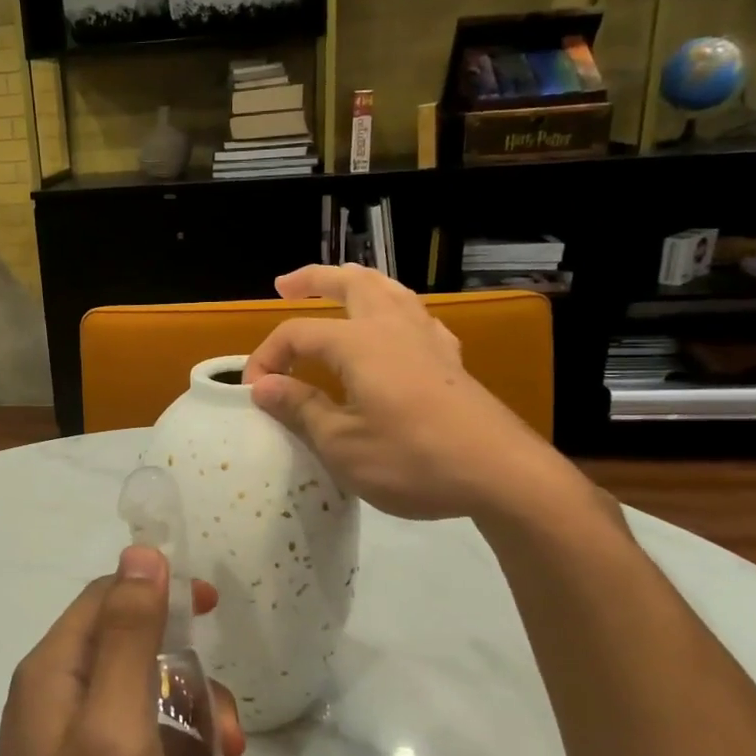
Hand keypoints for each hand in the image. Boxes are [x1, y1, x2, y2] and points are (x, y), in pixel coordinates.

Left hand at [0, 547, 254, 755]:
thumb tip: (141, 551)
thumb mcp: (116, 725)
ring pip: (152, 722)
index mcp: (56, 671)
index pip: (111, 598)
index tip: (215, 610)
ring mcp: (70, 754)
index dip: (162, 594)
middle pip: (141, 664)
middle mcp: (58, 702)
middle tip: (237, 743)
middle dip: (198, 698)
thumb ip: (128, 636)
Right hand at [243, 264, 589, 523]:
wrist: (502, 475)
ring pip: (390, 291)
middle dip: (315, 280)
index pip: (297, 333)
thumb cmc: (412, 459)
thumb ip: (300, 409)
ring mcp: (428, 341)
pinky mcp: (451, 361)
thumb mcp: (342, 444)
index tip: (253, 392)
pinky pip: (417, 317)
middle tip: (286, 284)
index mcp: (359, 344)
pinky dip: (395, 309)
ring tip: (340, 287)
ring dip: (358, 283)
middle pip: (351, 284)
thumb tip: (262, 386)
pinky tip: (397, 326)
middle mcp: (393, 328)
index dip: (268, 357)